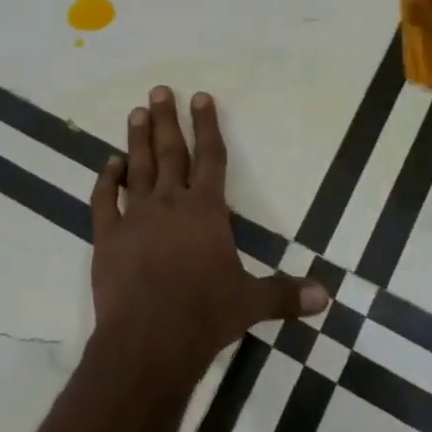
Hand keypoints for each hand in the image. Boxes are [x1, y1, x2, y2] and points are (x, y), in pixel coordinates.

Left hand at [90, 87, 329, 380]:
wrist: (149, 341)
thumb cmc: (205, 316)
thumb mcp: (251, 303)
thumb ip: (286, 294)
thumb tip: (326, 296)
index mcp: (206, 212)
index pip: (211, 158)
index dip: (208, 126)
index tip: (201, 97)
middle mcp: (170, 204)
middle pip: (170, 153)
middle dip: (166, 119)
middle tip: (159, 90)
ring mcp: (136, 218)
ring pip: (137, 168)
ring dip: (137, 140)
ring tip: (135, 112)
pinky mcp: (107, 237)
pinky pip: (105, 201)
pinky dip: (106, 180)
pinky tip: (109, 164)